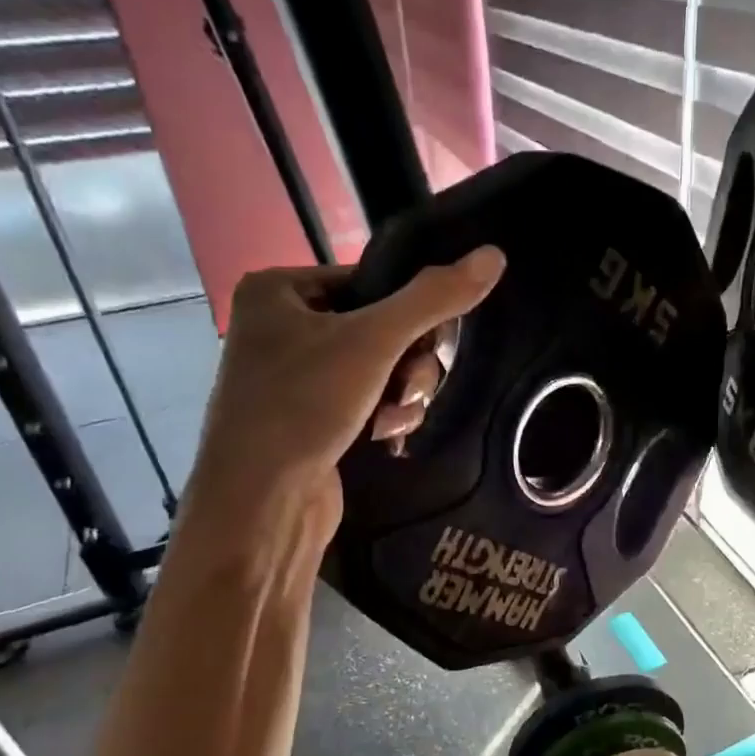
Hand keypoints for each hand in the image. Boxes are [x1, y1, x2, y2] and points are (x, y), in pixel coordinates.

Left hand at [185, 246, 504, 551]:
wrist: (261, 500)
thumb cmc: (303, 404)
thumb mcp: (374, 340)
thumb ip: (434, 299)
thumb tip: (493, 255)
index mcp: (278, 291)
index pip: (369, 282)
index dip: (409, 313)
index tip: (432, 344)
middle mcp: (282, 328)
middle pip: (381, 329)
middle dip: (408, 365)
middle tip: (410, 389)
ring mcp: (296, 378)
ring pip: (380, 370)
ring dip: (401, 395)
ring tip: (394, 420)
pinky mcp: (311, 419)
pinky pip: (366, 401)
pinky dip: (384, 416)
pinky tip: (385, 437)